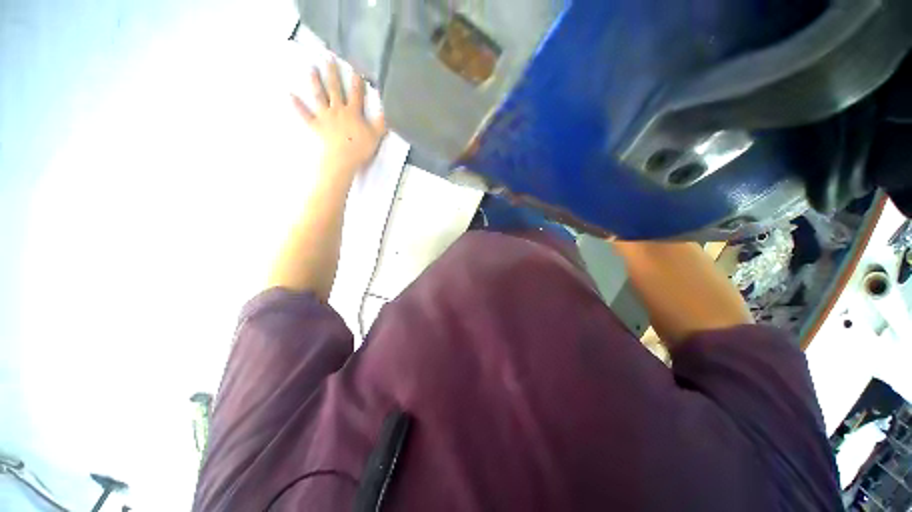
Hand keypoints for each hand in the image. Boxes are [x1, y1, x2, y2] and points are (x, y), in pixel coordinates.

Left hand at [292, 59, 386, 179]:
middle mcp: (338, 110)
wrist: (343, 159)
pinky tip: (290, 95)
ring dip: (315, 82)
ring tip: (311, 69)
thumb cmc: (360, 148)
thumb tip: (387, 110)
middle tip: (328, 58)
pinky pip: (305, 114)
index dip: (357, 81)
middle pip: (335, 89)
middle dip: (332, 73)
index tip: (356, 68)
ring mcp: (325, 117)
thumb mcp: (376, 136)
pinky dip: (297, 105)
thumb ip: (381, 122)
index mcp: (353, 112)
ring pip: (319, 96)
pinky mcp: (316, 125)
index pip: (356, 94)